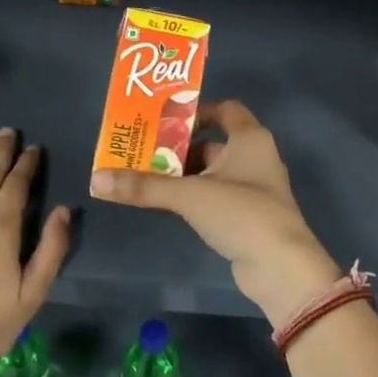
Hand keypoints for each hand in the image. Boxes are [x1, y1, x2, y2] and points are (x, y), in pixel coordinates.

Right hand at [89, 100, 337, 327]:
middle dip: (178, 148)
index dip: (196, 112)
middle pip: (212, 143)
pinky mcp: (248, 216)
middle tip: (142, 153)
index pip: (226, 110)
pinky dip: (193, 196)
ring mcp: (253, 189)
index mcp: (250, 139)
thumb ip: (144, 187)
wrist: (280, 266)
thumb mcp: (189, 195)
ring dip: (183, 175)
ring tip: (146, 179)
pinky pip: (215, 196)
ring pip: (212, 173)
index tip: (164, 123)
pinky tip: (167, 205)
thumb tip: (96, 180)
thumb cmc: (241, 213)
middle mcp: (255, 157)